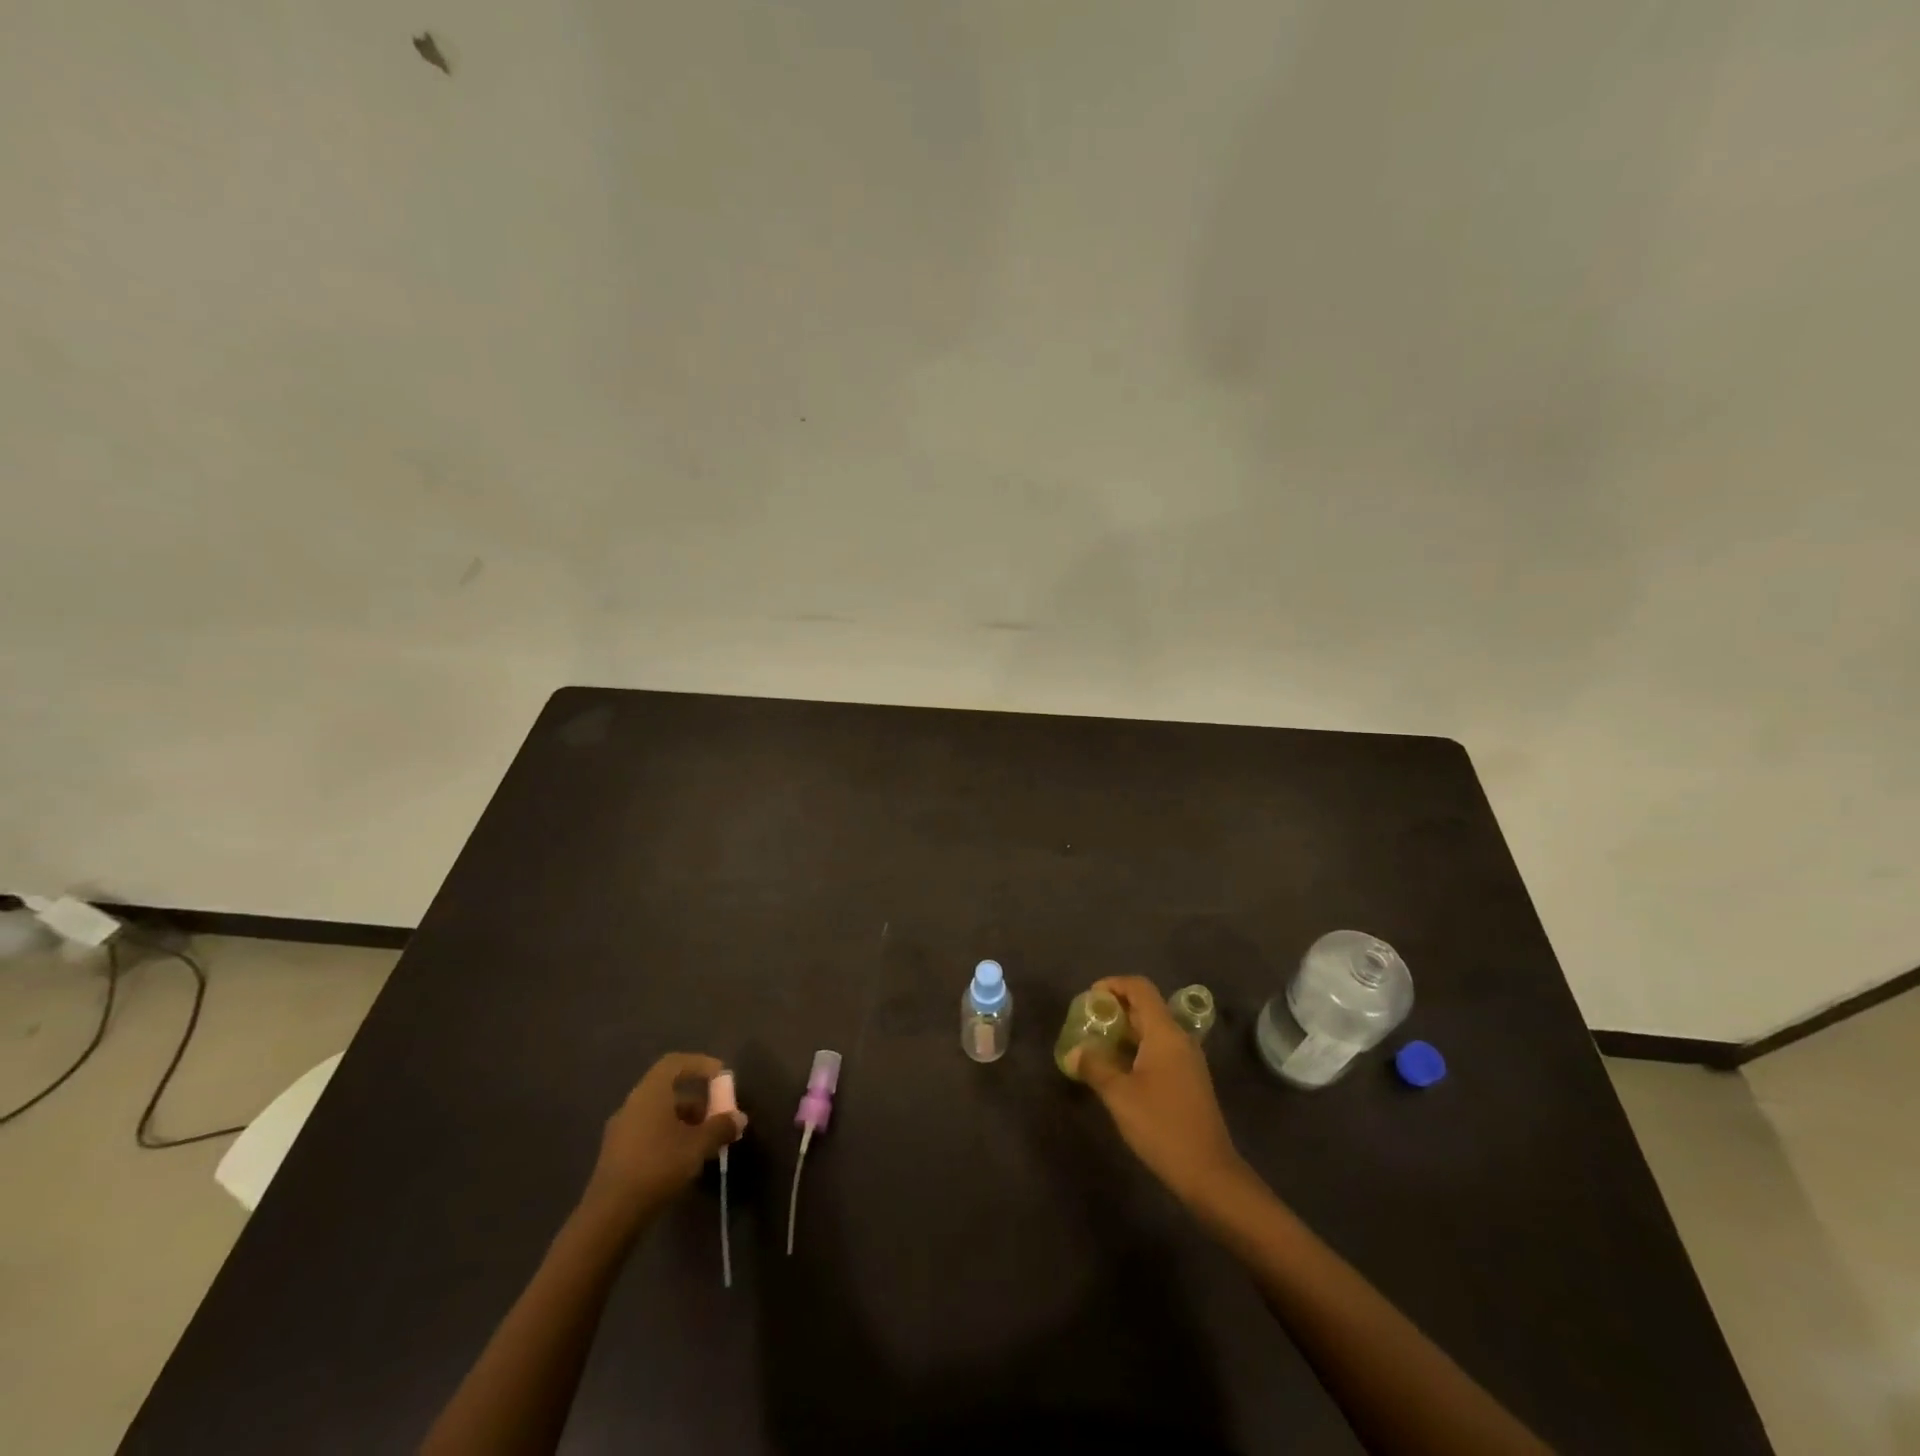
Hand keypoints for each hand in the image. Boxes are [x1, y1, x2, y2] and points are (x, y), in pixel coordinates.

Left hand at [583, 1053, 744, 1224]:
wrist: (610, 1215)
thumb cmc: (658, 1166)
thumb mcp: (697, 1146)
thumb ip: (720, 1128)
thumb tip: (739, 1119)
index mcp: (650, 1093)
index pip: (675, 1063)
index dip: (700, 1064)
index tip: (720, 1076)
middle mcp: (633, 1104)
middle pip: (668, 1090)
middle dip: (697, 1100)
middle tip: (718, 1114)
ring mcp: (621, 1130)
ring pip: (659, 1114)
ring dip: (685, 1122)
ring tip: (706, 1142)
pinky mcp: (616, 1155)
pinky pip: (649, 1133)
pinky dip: (670, 1137)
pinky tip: (684, 1159)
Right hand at [1075, 977, 1249, 1205]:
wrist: (1208, 1172)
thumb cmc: (1162, 1126)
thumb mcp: (1119, 1095)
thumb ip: (1094, 1066)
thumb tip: (1075, 1051)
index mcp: (1165, 1033)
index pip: (1140, 988)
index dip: (1113, 984)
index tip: (1089, 998)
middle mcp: (1180, 1039)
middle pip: (1146, 1007)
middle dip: (1115, 1008)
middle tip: (1087, 1023)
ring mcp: (1187, 1060)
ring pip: (1153, 1030)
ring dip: (1125, 1030)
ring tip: (1097, 1045)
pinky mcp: (1188, 1079)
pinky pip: (1159, 1049)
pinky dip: (1137, 1048)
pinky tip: (1118, 1069)